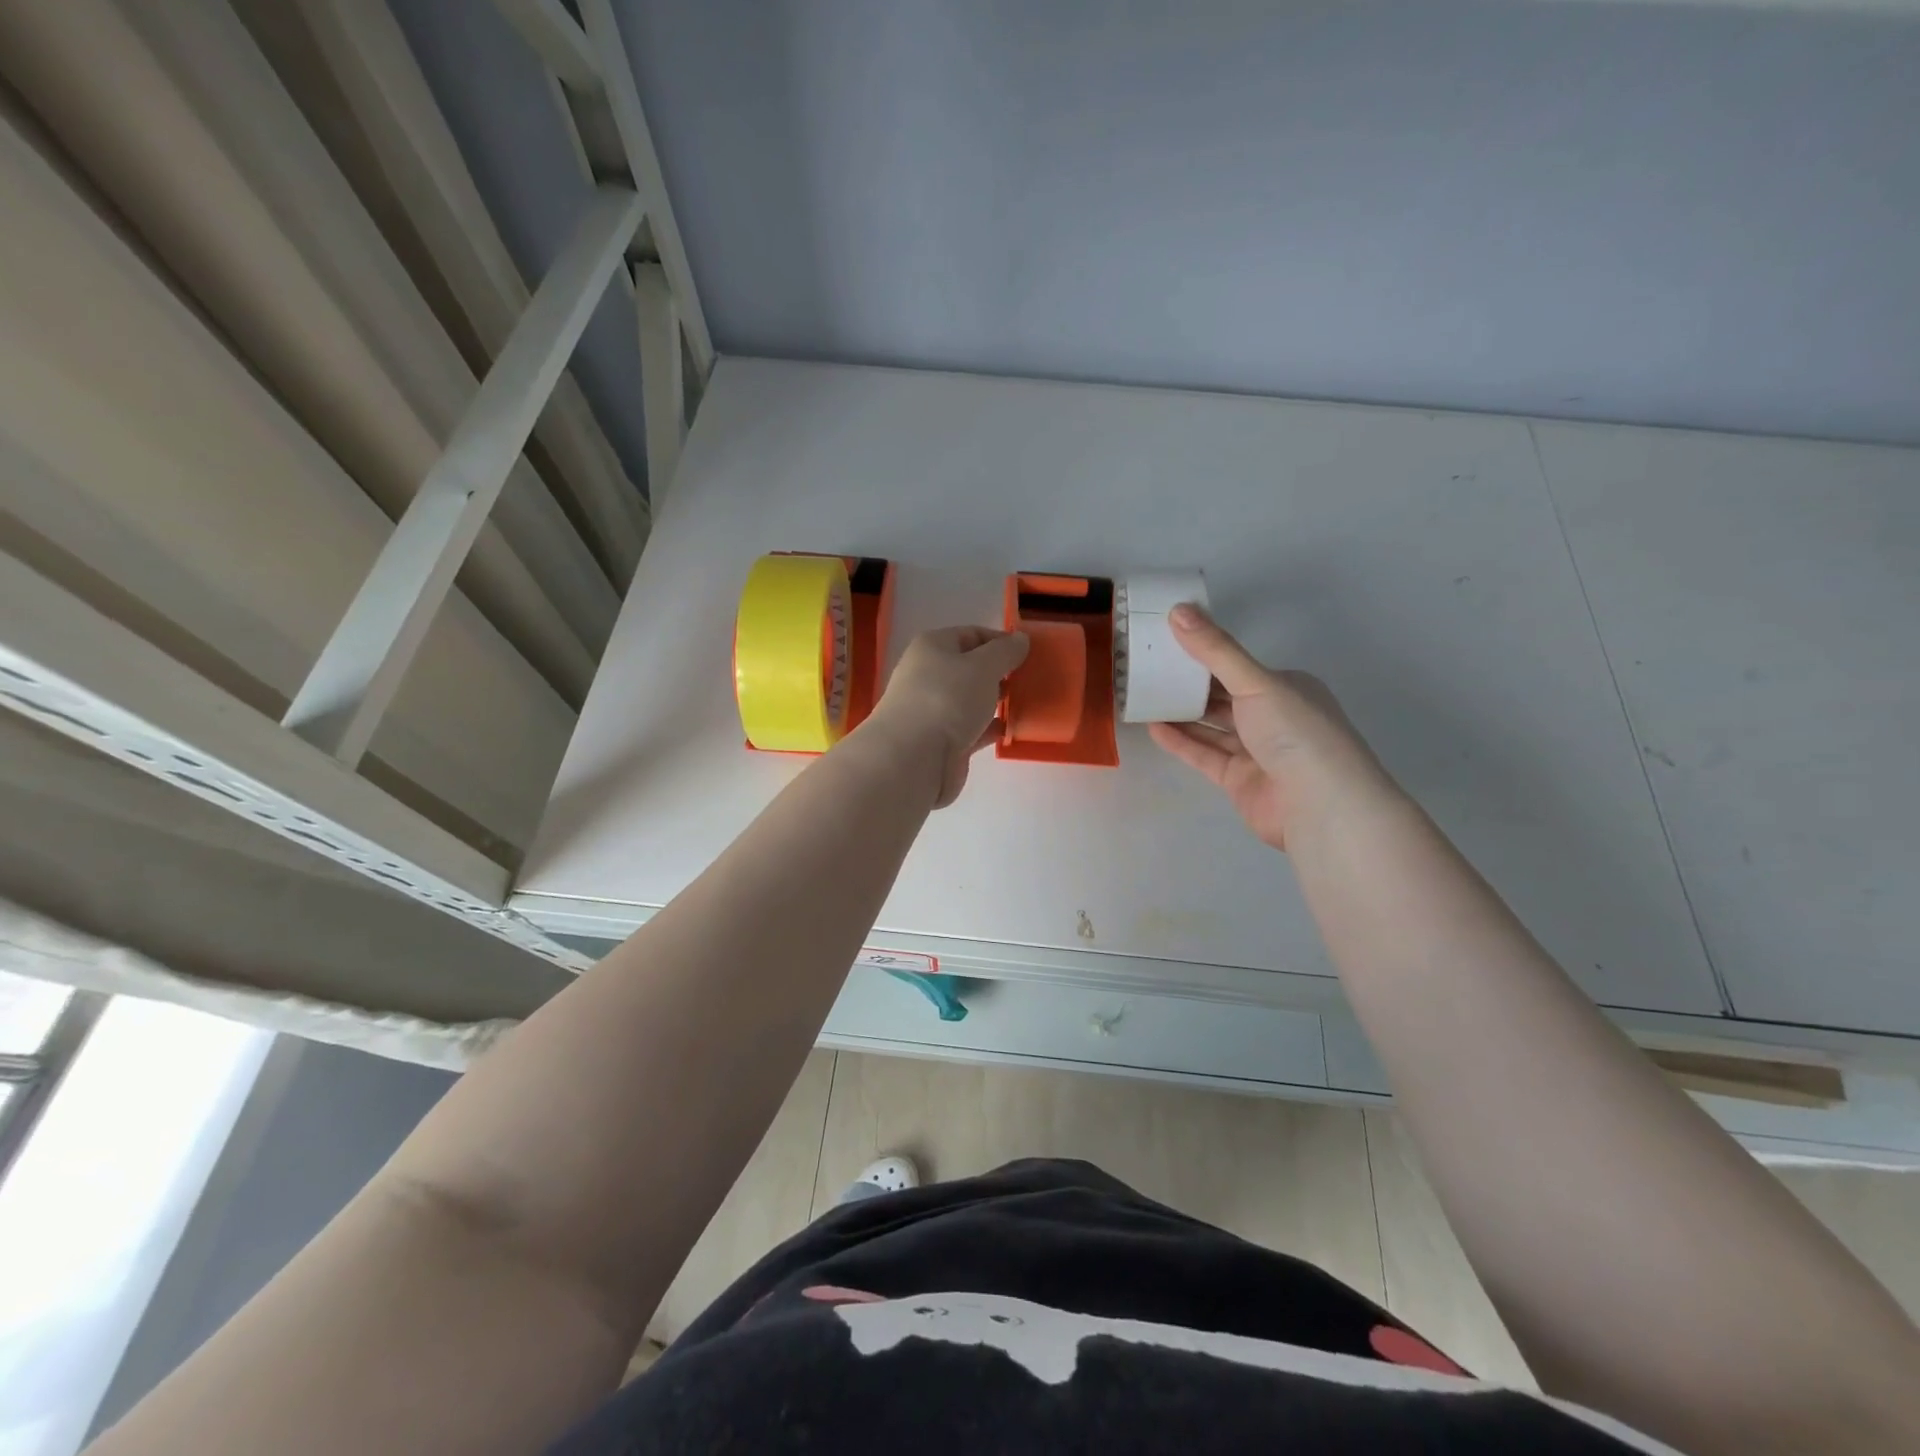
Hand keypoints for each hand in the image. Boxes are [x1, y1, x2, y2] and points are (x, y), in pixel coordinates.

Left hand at [865, 626, 1029, 807]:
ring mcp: (934, 711)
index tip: (1029, 653)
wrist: (914, 758)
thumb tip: (1020, 639)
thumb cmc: (947, 699)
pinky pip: (972, 729)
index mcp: (932, 647)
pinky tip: (1012, 730)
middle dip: (1001, 673)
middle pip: (971, 668)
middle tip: (1031, 680)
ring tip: (1028, 704)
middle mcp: (929, 675)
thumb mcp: (983, 666)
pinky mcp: (941, 742)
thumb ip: (1005, 652)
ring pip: (972, 700)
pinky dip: (990, 728)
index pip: (971, 634)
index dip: (1001, 641)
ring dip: (996, 702)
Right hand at [1147, 604, 1399, 850]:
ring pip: (1213, 726)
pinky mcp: (1239, 780)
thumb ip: (1215, 649)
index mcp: (1287, 688)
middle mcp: (1274, 718)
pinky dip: (1181, 741)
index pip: (1240, 667)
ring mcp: (1257, 751)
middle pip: (1224, 697)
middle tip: (1149, 668)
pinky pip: (1205, 755)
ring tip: (1144, 696)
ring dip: (1182, 713)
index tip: (1169, 642)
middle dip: (1190, 684)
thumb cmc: (1296, 732)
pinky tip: (1153, 728)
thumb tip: (1179, 609)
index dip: (1206, 654)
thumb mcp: (1256, 682)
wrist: (1320, 806)